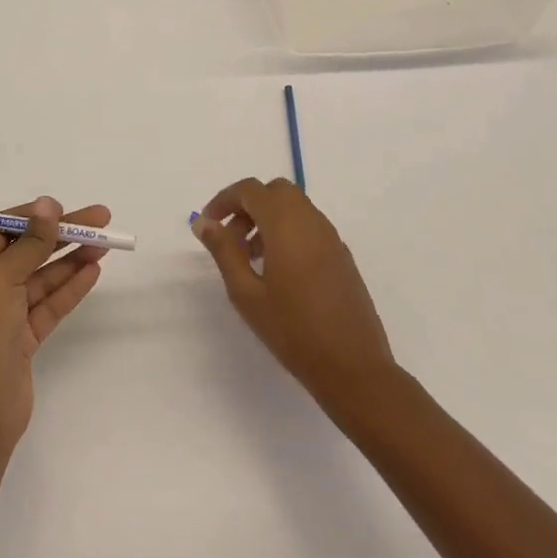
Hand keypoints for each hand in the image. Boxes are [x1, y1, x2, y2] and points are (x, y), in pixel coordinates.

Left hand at [0, 196, 108, 470]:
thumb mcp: (3, 278)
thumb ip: (30, 242)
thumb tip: (47, 204)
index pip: (0, 228)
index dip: (31, 216)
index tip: (62, 209)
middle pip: (27, 249)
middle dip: (62, 234)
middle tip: (101, 219)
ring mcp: (5, 313)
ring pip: (43, 276)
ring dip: (72, 258)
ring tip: (105, 243)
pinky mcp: (24, 337)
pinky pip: (49, 303)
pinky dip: (70, 286)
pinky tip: (93, 270)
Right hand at [191, 177, 396, 410]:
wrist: (353, 367)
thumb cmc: (292, 330)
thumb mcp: (246, 293)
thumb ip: (223, 251)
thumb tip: (204, 222)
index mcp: (286, 223)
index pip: (250, 190)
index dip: (224, 200)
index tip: (208, 225)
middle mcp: (311, 221)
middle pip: (275, 191)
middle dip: (248, 206)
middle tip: (231, 239)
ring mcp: (331, 237)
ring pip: (294, 207)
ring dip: (268, 219)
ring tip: (251, 259)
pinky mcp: (342, 255)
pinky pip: (310, 226)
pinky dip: (288, 232)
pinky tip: (279, 271)